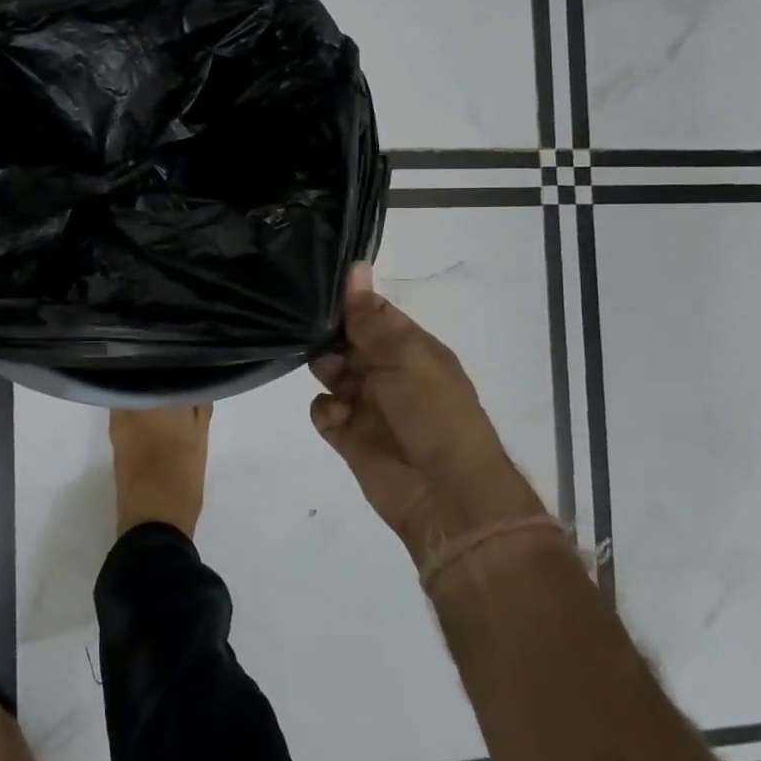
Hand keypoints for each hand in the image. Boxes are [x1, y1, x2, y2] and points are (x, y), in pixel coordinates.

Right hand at [310, 263, 544, 566]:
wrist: (445, 493)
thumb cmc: (433, 412)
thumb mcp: (405, 355)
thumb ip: (371, 317)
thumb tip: (356, 267)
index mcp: (410, 349)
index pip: (373, 314)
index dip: (349, 303)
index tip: (319, 289)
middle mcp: (387, 372)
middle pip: (347, 341)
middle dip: (330, 336)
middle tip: (316, 334)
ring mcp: (367, 404)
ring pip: (330, 372)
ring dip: (325, 368)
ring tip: (333, 376)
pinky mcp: (348, 436)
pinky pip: (323, 411)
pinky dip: (326, 410)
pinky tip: (338, 416)